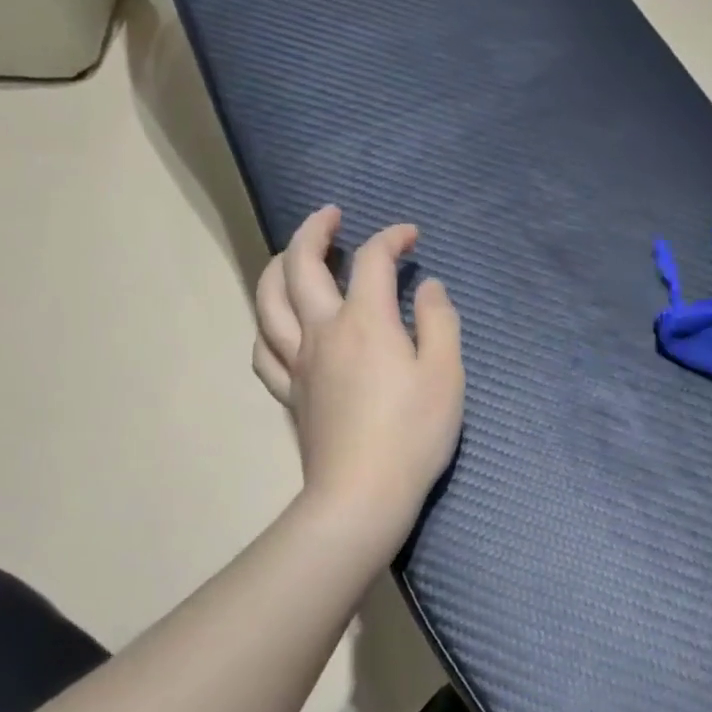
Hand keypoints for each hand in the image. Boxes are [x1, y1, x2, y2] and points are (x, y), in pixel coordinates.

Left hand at [253, 206, 464, 550]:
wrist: (363, 494)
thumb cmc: (413, 433)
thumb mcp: (447, 373)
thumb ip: (439, 321)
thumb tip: (427, 287)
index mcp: (365, 321)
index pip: (372, 260)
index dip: (391, 238)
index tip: (411, 236)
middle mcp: (322, 331)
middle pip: (301, 266)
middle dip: (315, 231)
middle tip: (332, 216)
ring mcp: (299, 363)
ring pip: (268, 301)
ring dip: (278, 267)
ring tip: (294, 256)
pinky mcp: (291, 394)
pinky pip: (265, 350)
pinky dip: (268, 325)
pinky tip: (279, 324)